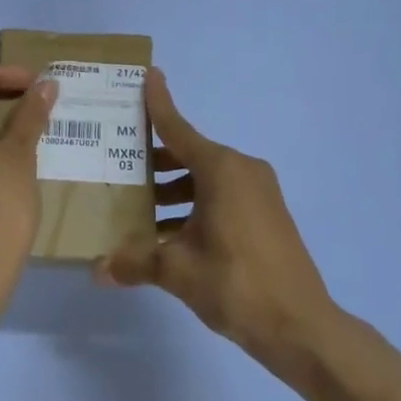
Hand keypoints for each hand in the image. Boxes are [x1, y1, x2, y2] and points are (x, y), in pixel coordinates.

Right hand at [96, 70, 337, 369]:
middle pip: (189, 154)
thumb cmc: (237, 284)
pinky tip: (168, 233)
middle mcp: (242, 171)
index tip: (148, 74)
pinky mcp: (266, 215)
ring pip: (205, 179)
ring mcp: (259, 193)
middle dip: (155, 160)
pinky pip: (222, 196)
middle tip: (118, 162)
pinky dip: (195, 205)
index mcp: (221, 169)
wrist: (302, 326)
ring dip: (173, 189)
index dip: (159, 103)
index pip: (179, 128)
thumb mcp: (178, 271)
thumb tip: (97, 270)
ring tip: (136, 206)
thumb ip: (135, 263)